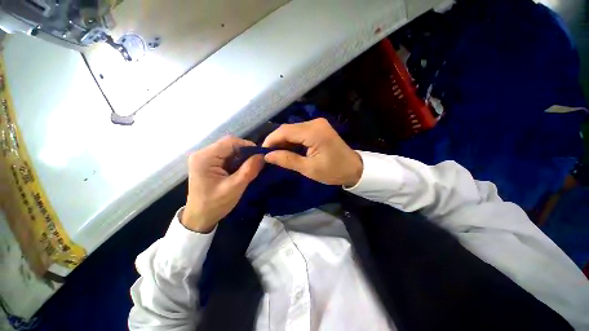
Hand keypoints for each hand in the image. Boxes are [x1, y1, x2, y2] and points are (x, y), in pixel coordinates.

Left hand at [183, 136, 263, 232]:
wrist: (199, 218)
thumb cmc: (215, 204)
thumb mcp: (235, 187)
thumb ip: (249, 169)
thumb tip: (263, 155)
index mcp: (205, 157)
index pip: (230, 142)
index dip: (248, 146)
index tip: (260, 155)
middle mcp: (202, 153)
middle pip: (229, 145)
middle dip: (245, 153)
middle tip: (257, 162)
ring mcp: (204, 158)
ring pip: (229, 150)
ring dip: (242, 157)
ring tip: (251, 167)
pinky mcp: (208, 163)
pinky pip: (226, 157)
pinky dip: (237, 161)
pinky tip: (242, 170)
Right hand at [262, 118, 362, 186]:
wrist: (354, 168)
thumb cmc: (333, 171)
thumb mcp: (309, 169)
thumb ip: (287, 160)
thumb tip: (268, 156)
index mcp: (313, 131)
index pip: (284, 131)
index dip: (270, 140)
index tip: (262, 153)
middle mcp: (315, 122)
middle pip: (288, 129)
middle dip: (276, 141)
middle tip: (269, 155)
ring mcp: (317, 124)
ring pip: (293, 130)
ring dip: (283, 141)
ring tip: (277, 154)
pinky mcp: (318, 128)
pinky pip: (300, 132)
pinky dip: (292, 141)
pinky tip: (288, 150)